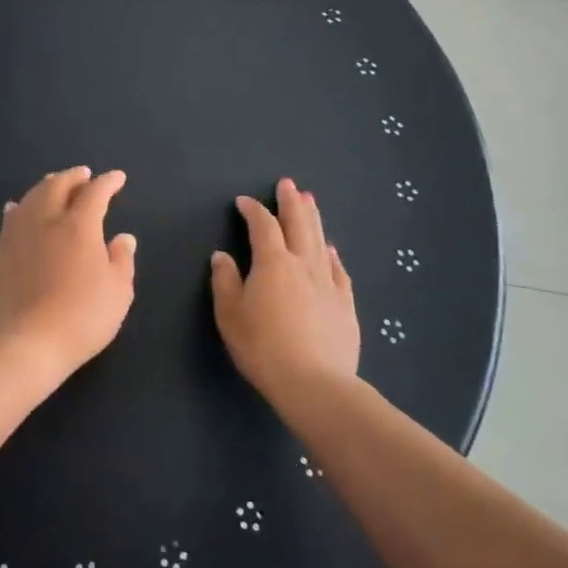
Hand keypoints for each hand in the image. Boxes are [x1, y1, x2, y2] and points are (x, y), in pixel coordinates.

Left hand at [0, 167, 136, 376]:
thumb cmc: (83, 317)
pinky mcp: (0, 253)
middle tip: (84, 175)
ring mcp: (18, 235)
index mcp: (79, 226)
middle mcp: (46, 220)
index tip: (117, 178)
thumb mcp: (118, 292)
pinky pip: (10, 219)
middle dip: (74, 177)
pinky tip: (18, 208)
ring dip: (47, 186)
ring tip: (54, 184)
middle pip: (58, 186)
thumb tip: (123, 237)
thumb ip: (122, 259)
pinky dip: (20, 207)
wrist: (28, 342)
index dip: (108, 182)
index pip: (96, 193)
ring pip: (31, 197)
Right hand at [211, 177, 360, 399]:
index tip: (244, 201)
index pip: (262, 226)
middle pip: (298, 224)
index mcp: (272, 263)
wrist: (314, 383)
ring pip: (320, 241)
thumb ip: (225, 282)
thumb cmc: (262, 347)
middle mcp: (302, 264)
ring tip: (311, 201)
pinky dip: (331, 255)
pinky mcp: (345, 305)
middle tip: (288, 184)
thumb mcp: (230, 315)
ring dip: (314, 218)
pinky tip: (330, 250)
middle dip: (291, 202)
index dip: (253, 210)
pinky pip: (338, 270)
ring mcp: (328, 283)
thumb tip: (222, 256)